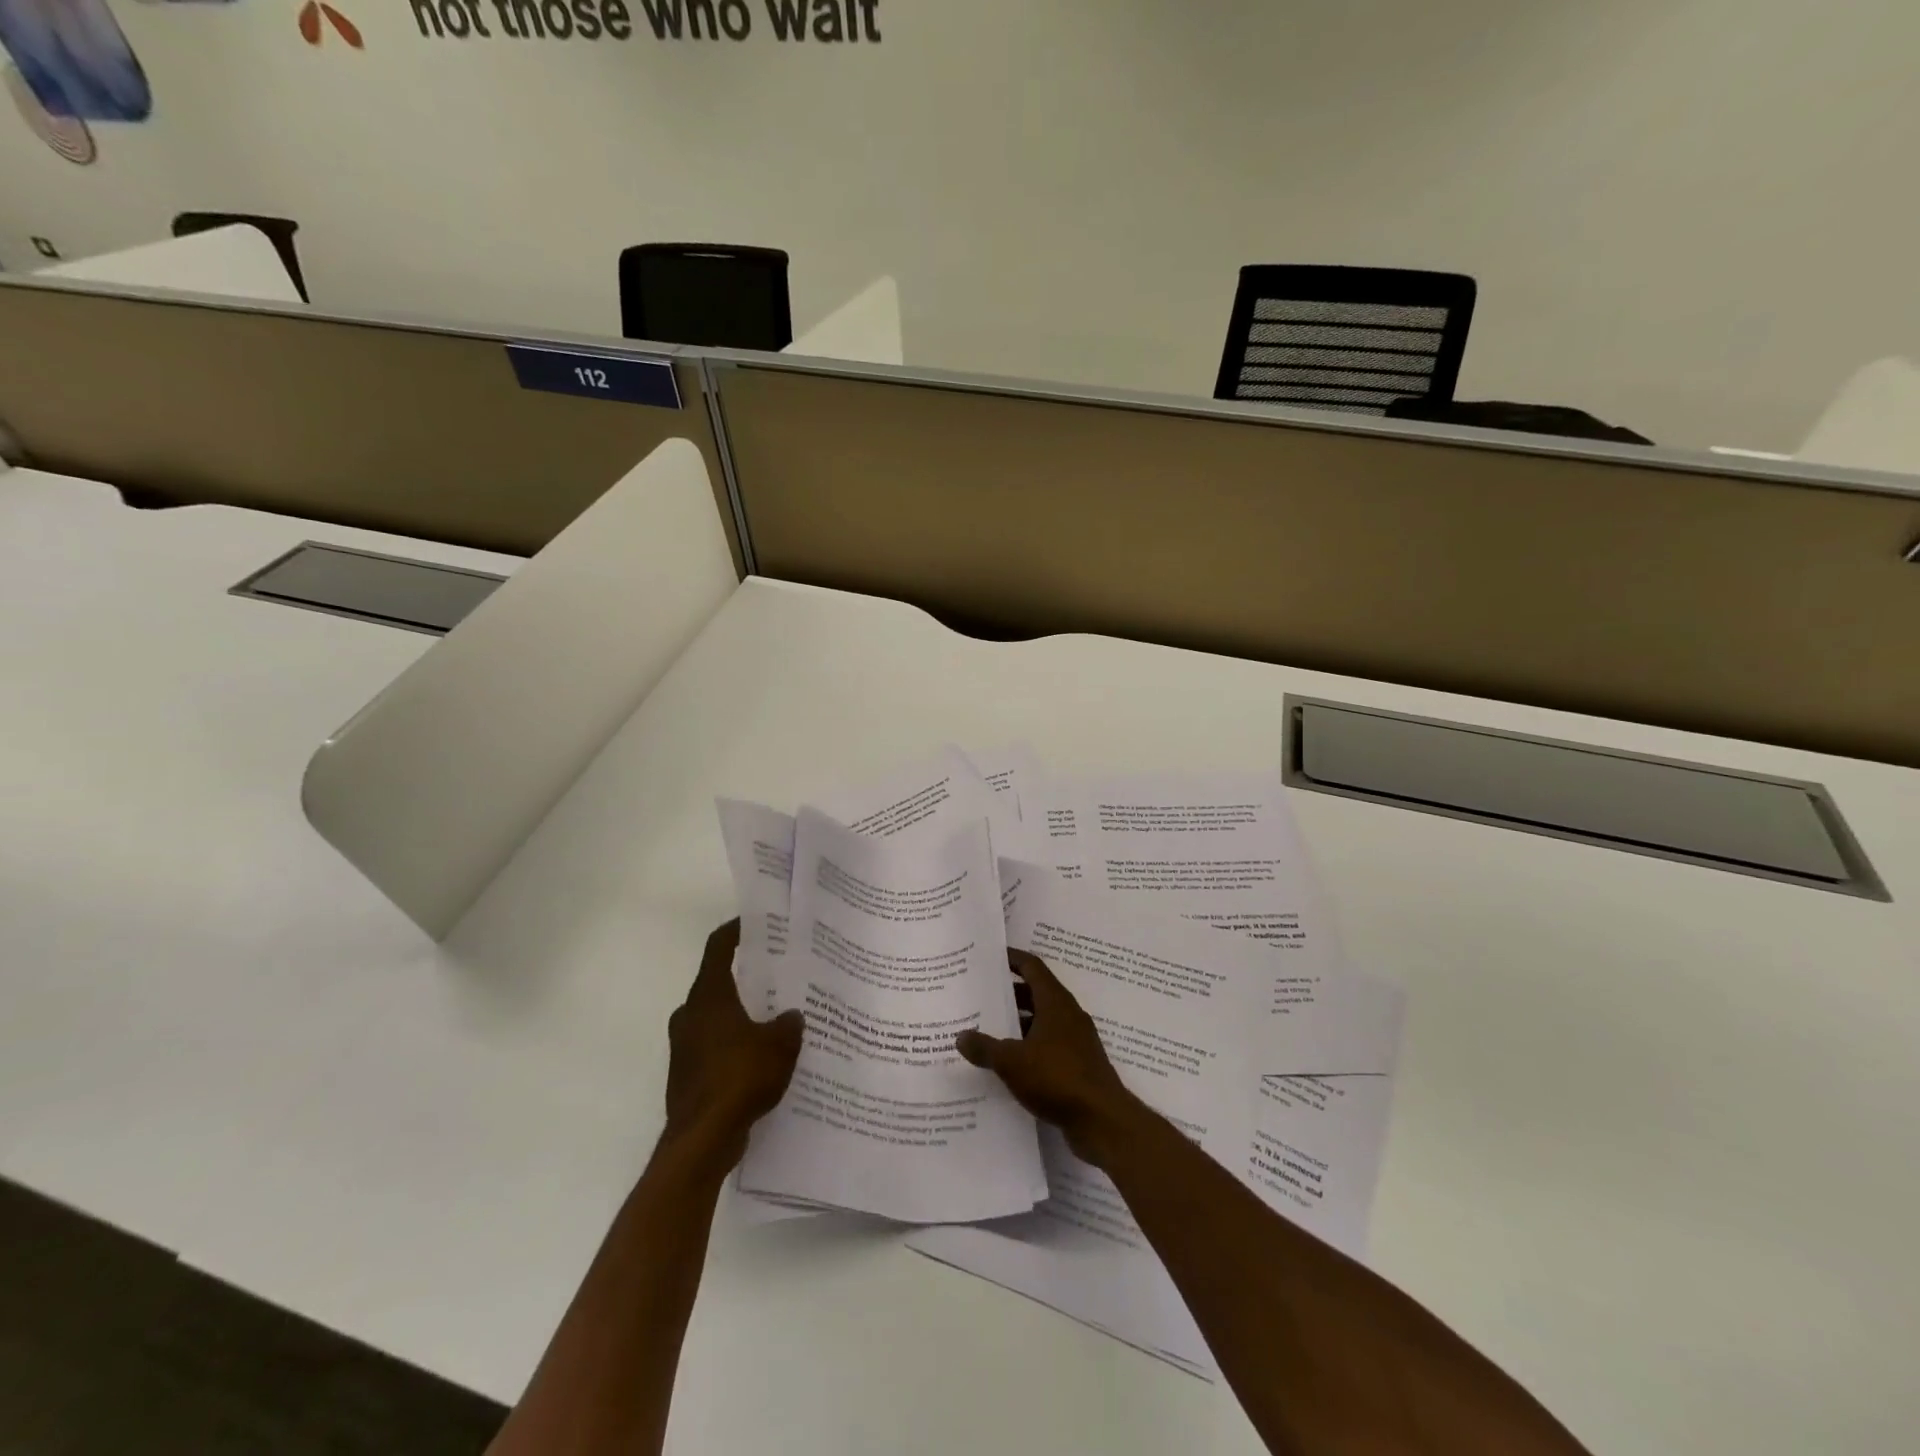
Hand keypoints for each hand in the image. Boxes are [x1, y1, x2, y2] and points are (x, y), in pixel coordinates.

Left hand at [664, 920, 804, 1166]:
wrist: (701, 1140)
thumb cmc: (739, 1077)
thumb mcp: (779, 1045)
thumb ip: (789, 1024)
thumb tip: (791, 1016)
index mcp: (709, 996)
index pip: (718, 947)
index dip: (735, 931)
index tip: (755, 923)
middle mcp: (690, 1014)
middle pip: (716, 982)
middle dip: (745, 977)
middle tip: (776, 974)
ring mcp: (684, 1046)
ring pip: (714, 1017)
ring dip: (739, 1015)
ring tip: (773, 1018)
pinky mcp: (686, 1075)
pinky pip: (713, 1047)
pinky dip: (733, 1045)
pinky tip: (760, 1058)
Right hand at [956, 949, 1141, 1167]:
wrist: (1102, 1121)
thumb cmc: (1057, 1078)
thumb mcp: (1012, 1062)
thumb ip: (984, 1047)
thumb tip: (960, 1036)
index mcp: (1055, 1002)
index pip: (1032, 967)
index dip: (1012, 958)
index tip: (990, 956)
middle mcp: (1068, 1015)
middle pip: (1036, 993)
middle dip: (1009, 993)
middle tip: (980, 995)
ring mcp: (1076, 1040)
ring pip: (1041, 1021)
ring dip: (1017, 1023)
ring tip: (986, 1029)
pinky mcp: (1078, 1065)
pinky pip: (1048, 1045)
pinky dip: (1028, 1047)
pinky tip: (1007, 1064)